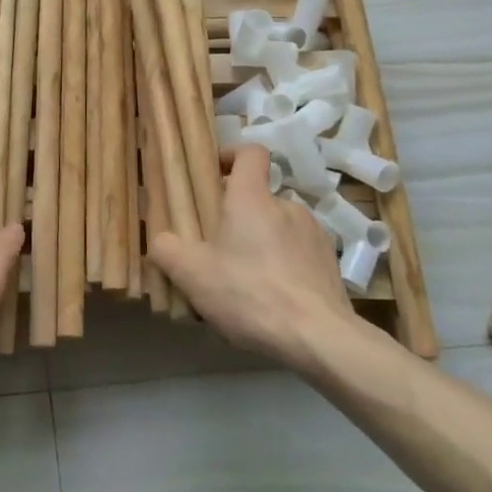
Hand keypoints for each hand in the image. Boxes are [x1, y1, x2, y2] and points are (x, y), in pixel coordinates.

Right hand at [150, 144, 364, 370]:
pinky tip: (272, 298)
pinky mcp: (330, 263)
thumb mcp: (192, 274)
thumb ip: (167, 250)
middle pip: (259, 197)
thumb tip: (161, 241)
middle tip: (217, 247)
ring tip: (246, 280)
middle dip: (238, 216)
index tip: (214, 174)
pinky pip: (299, 254)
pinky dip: (284, 266)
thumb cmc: (249, 293)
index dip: (231, 156)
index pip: (250, 153)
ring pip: (279, 227)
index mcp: (253, 198)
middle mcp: (287, 206)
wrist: (319, 338)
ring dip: (262, 242)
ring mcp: (314, 234)